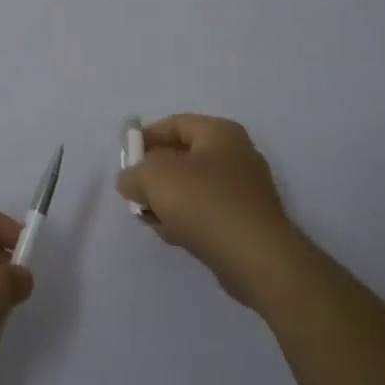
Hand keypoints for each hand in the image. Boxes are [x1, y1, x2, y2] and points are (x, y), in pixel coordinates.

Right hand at [116, 114, 308, 308]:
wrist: (258, 260)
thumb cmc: (205, 204)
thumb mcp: (155, 180)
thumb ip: (133, 174)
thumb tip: (130, 181)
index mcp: (220, 133)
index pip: (175, 124)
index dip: (146, 138)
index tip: (126, 159)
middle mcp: (236, 155)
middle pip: (183, 156)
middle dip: (154, 174)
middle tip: (134, 192)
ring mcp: (244, 190)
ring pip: (193, 187)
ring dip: (167, 201)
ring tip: (149, 218)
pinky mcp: (246, 222)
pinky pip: (206, 212)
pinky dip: (186, 219)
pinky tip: (171, 235)